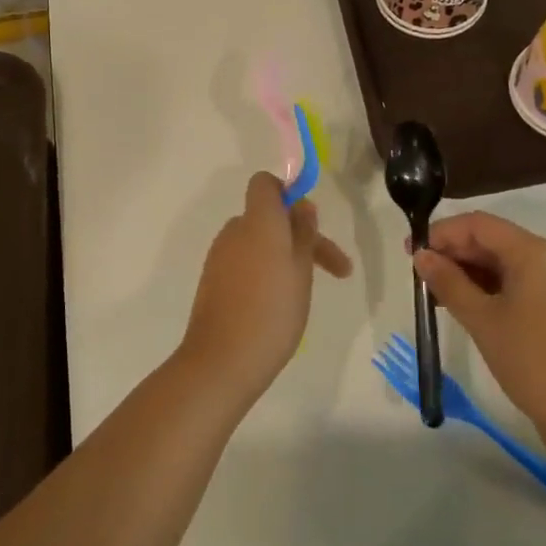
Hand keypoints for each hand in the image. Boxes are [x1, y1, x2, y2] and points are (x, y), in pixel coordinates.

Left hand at [182, 172, 352, 404]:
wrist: (222, 361)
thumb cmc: (272, 312)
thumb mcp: (301, 270)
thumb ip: (303, 233)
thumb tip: (302, 206)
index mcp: (258, 221)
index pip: (265, 184)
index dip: (287, 193)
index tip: (310, 221)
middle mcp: (234, 231)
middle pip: (268, 218)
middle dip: (299, 236)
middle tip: (333, 269)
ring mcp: (219, 257)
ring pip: (258, 243)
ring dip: (284, 257)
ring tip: (306, 292)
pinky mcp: (212, 282)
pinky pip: (244, 264)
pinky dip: (264, 273)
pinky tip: (279, 304)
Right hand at [413, 212, 545, 449]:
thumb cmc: (532, 360)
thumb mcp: (482, 319)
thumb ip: (448, 282)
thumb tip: (422, 256)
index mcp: (533, 252)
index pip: (478, 225)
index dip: (442, 233)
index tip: (412, 252)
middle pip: (493, 241)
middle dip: (455, 253)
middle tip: (421, 276)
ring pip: (506, 264)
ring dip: (471, 273)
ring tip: (438, 294)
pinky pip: (520, 284)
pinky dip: (491, 289)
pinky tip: (469, 308)